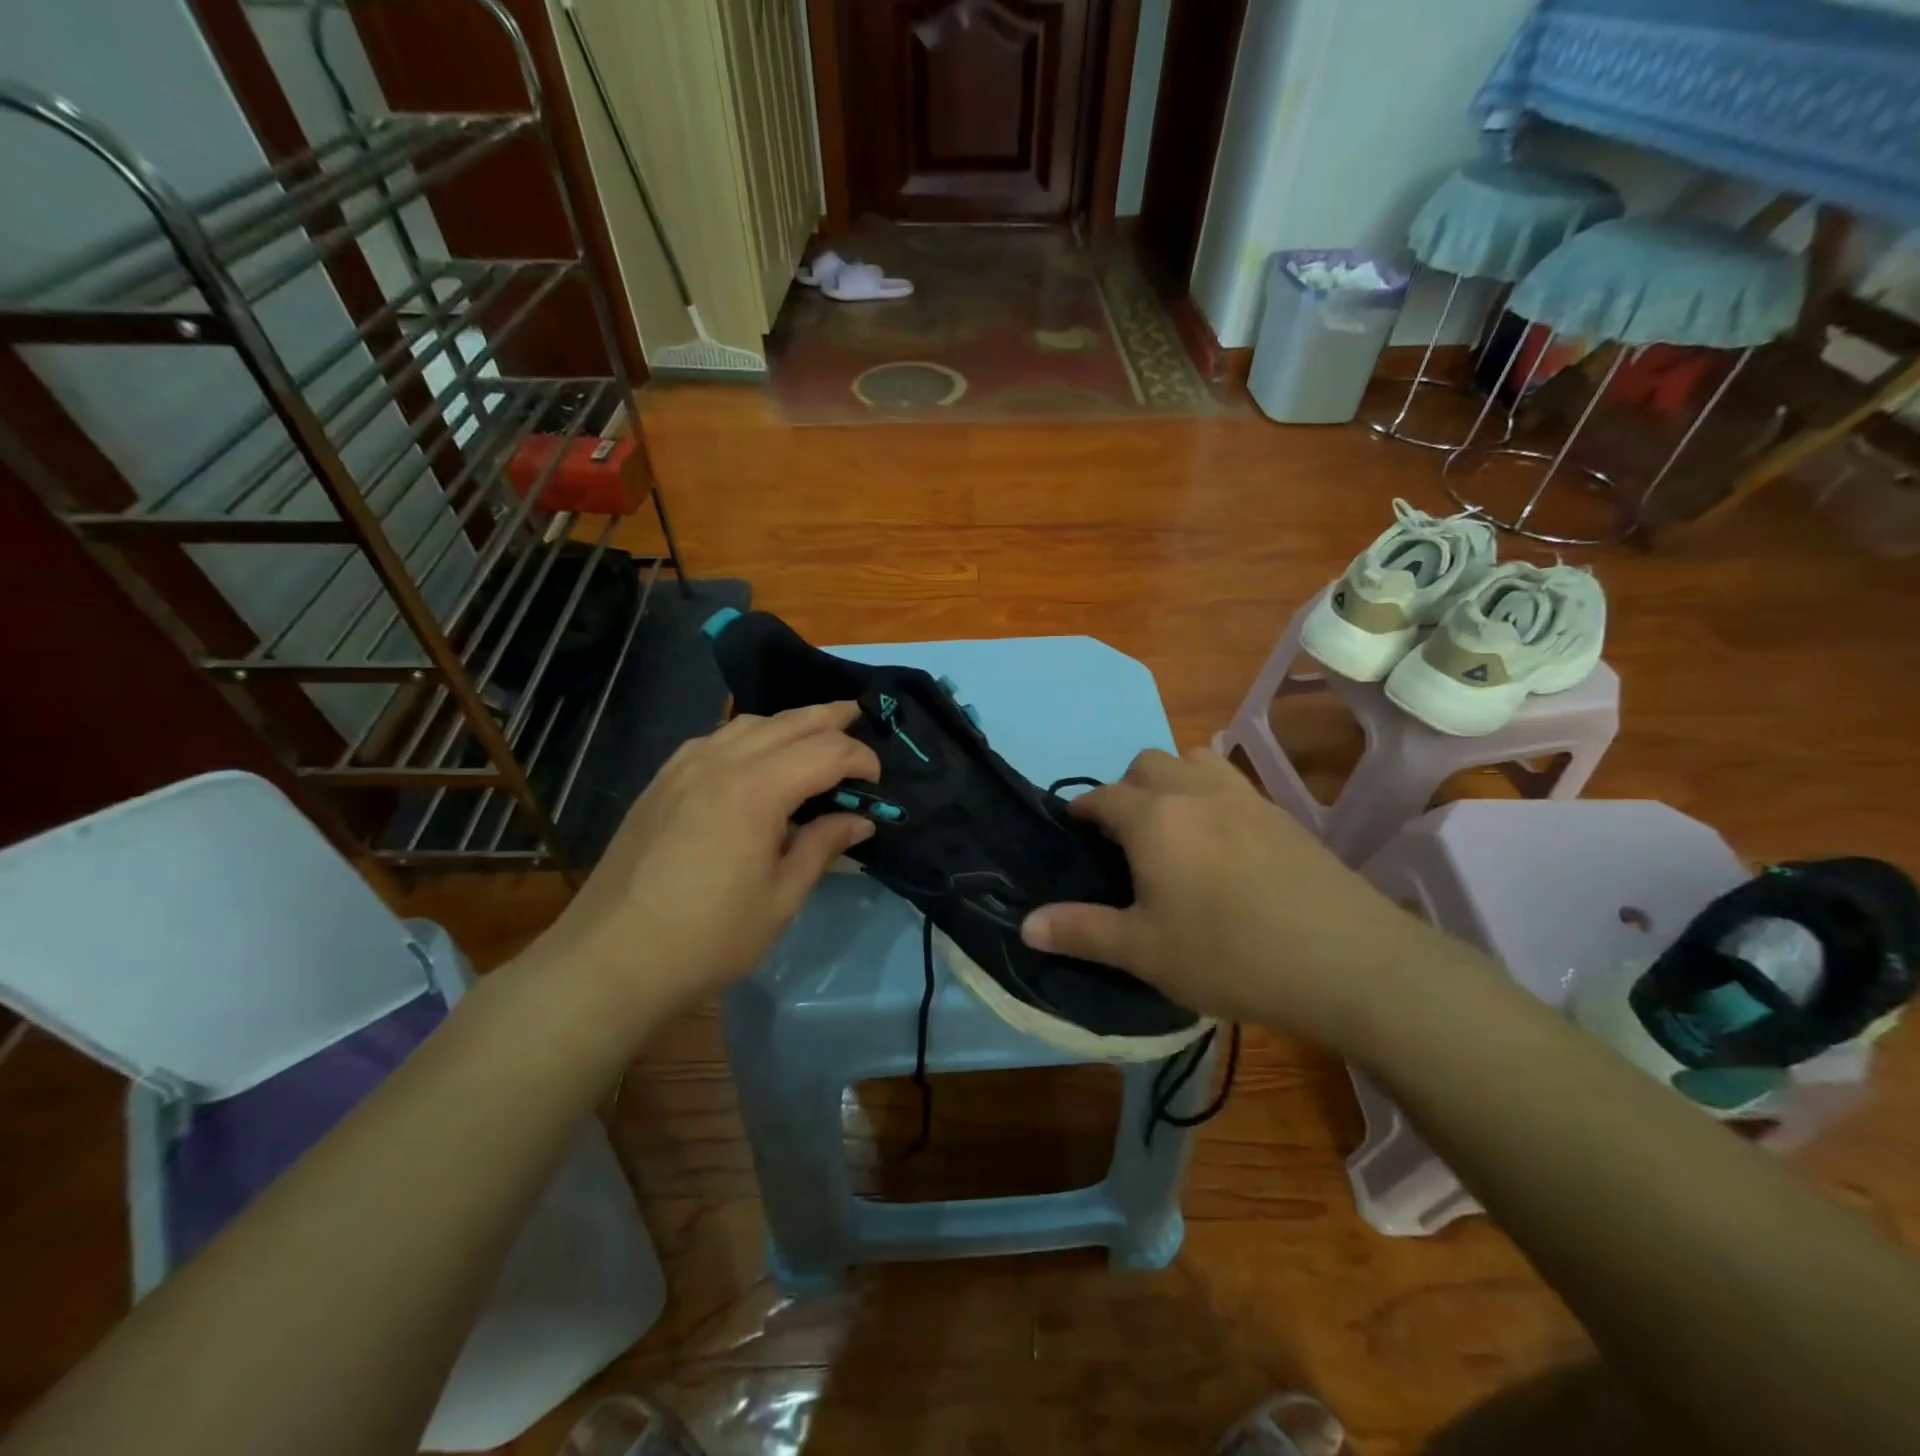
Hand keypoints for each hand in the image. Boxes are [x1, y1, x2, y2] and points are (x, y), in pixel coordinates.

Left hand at [531, 703, 880, 1026]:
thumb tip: (860, 819)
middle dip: (830, 718)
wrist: (611, 960)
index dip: (860, 759)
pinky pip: (714, 739)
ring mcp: (683, 768)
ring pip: (748, 723)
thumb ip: (823, 846)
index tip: (878, 783)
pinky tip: (754, 758)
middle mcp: (719, 762)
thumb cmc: (708, 937)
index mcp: (756, 790)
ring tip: (814, 736)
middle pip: (788, 722)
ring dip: (788, 723)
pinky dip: (748, 736)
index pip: (825, 751)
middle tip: (860, 720)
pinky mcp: (661, 782)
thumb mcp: (781, 897)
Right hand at [1020, 747, 1469, 1052]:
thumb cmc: (1229, 953)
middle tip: (1125, 838)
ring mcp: (1244, 797)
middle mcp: (1195, 791)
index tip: (1074, 831)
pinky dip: (1211, 795)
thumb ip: (1081, 931)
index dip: (1081, 810)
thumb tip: (1025, 925)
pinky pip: (1231, 782)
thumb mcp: (1144, 952)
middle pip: (1147, 763)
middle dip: (1126, 788)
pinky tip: (1223, 843)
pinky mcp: (1282, 814)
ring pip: (1194, 760)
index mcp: (1153, 818)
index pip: (1102, 796)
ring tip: (1174, 827)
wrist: (1346, 960)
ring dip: (1172, 780)